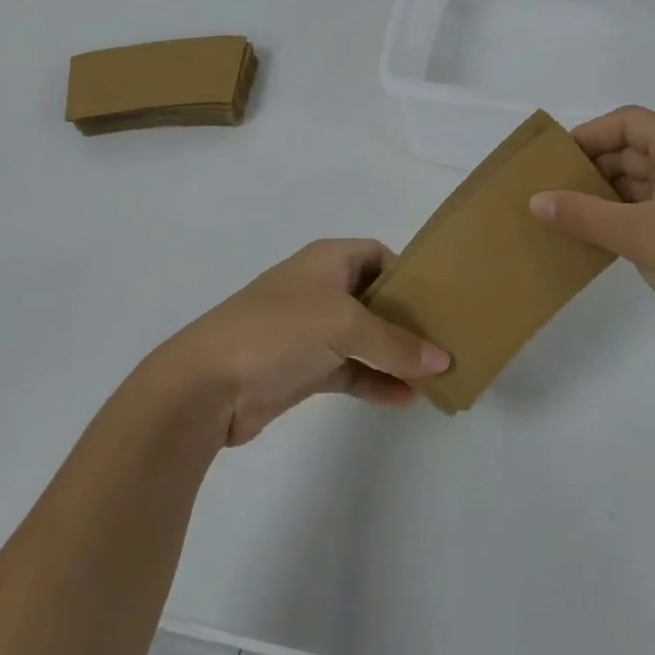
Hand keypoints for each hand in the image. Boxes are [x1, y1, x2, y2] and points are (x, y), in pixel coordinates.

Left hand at [154, 239, 450, 445]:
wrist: (208, 383)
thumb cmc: (278, 331)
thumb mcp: (343, 325)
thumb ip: (394, 342)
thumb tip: (443, 359)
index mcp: (327, 260)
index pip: (377, 255)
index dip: (406, 274)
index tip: (438, 300)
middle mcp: (321, 289)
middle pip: (374, 298)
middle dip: (407, 320)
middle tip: (446, 341)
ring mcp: (311, 331)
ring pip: (365, 338)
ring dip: (395, 355)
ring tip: (435, 376)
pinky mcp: (304, 369)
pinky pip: (350, 371)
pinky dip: (376, 381)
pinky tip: (406, 399)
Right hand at [530, 107, 654, 374]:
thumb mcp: (640, 235)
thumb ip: (584, 215)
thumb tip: (536, 199)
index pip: (629, 122)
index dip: (591, 133)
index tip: (557, 158)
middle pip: (635, 150)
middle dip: (594, 165)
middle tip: (552, 187)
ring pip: (643, 183)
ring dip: (606, 194)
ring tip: (565, 213)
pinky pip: (653, 211)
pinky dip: (624, 217)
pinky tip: (596, 237)